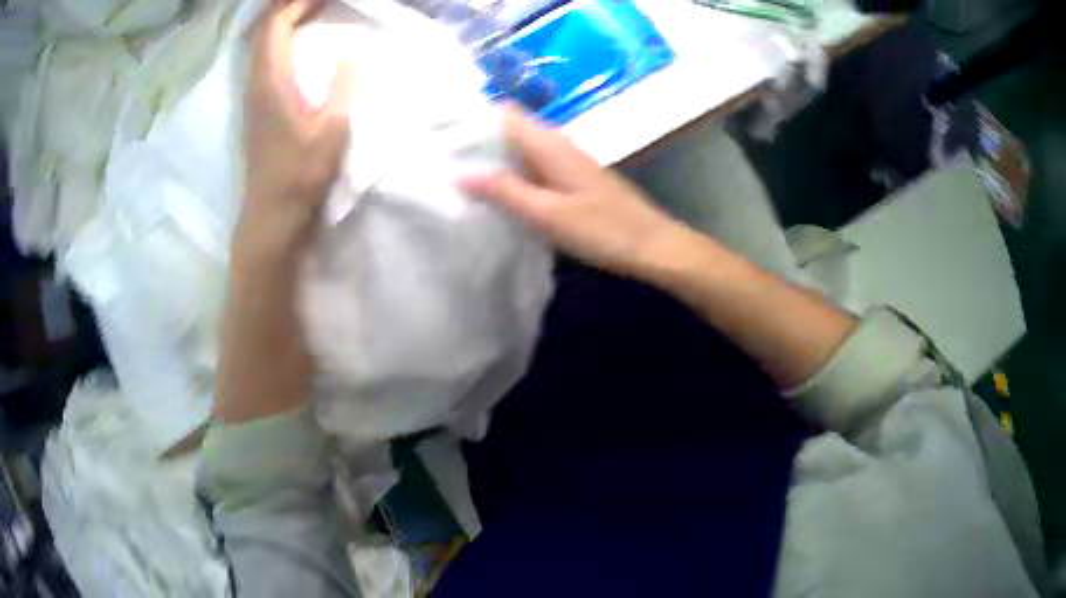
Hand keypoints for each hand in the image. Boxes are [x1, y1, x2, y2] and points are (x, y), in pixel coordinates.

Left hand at [240, 0, 354, 248]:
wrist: (271, 213)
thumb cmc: (300, 174)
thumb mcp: (331, 131)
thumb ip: (341, 88)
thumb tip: (348, 53)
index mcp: (271, 82)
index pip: (275, 26)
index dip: (296, 3)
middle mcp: (255, 83)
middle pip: (262, 30)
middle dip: (286, 6)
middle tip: (316, 0)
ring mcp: (251, 95)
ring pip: (259, 43)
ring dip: (280, 21)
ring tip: (308, 9)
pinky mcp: (254, 106)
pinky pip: (261, 58)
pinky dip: (277, 39)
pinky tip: (293, 39)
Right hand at [460, 106, 683, 277]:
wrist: (653, 246)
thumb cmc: (604, 230)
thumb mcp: (548, 214)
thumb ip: (505, 191)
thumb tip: (460, 174)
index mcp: (550, 145)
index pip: (504, 113)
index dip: (473, 117)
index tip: (441, 131)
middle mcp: (557, 144)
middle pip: (510, 128)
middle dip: (476, 138)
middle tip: (441, 157)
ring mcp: (566, 161)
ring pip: (520, 148)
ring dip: (492, 157)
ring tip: (458, 173)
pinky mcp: (572, 180)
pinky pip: (533, 166)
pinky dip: (511, 173)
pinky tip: (496, 192)